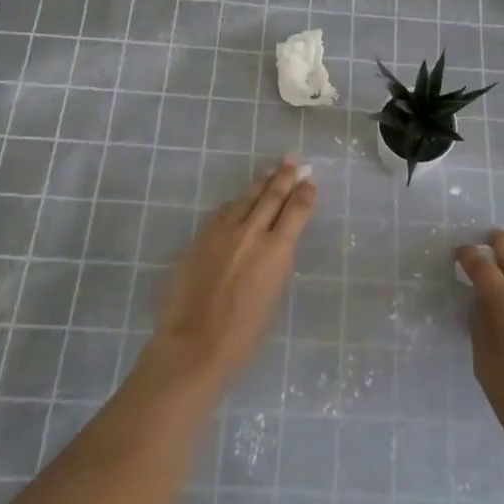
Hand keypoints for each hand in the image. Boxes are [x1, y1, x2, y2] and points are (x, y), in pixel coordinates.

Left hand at [149, 158, 316, 390]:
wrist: (193, 345)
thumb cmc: (243, 335)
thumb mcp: (273, 295)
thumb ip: (275, 262)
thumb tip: (273, 244)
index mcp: (278, 250)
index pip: (297, 210)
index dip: (305, 193)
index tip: (310, 181)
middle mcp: (253, 232)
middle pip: (272, 195)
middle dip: (285, 175)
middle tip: (293, 159)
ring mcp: (224, 231)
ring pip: (246, 198)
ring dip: (260, 182)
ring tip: (269, 170)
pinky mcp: (201, 236)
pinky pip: (223, 212)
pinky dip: (235, 204)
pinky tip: (238, 201)